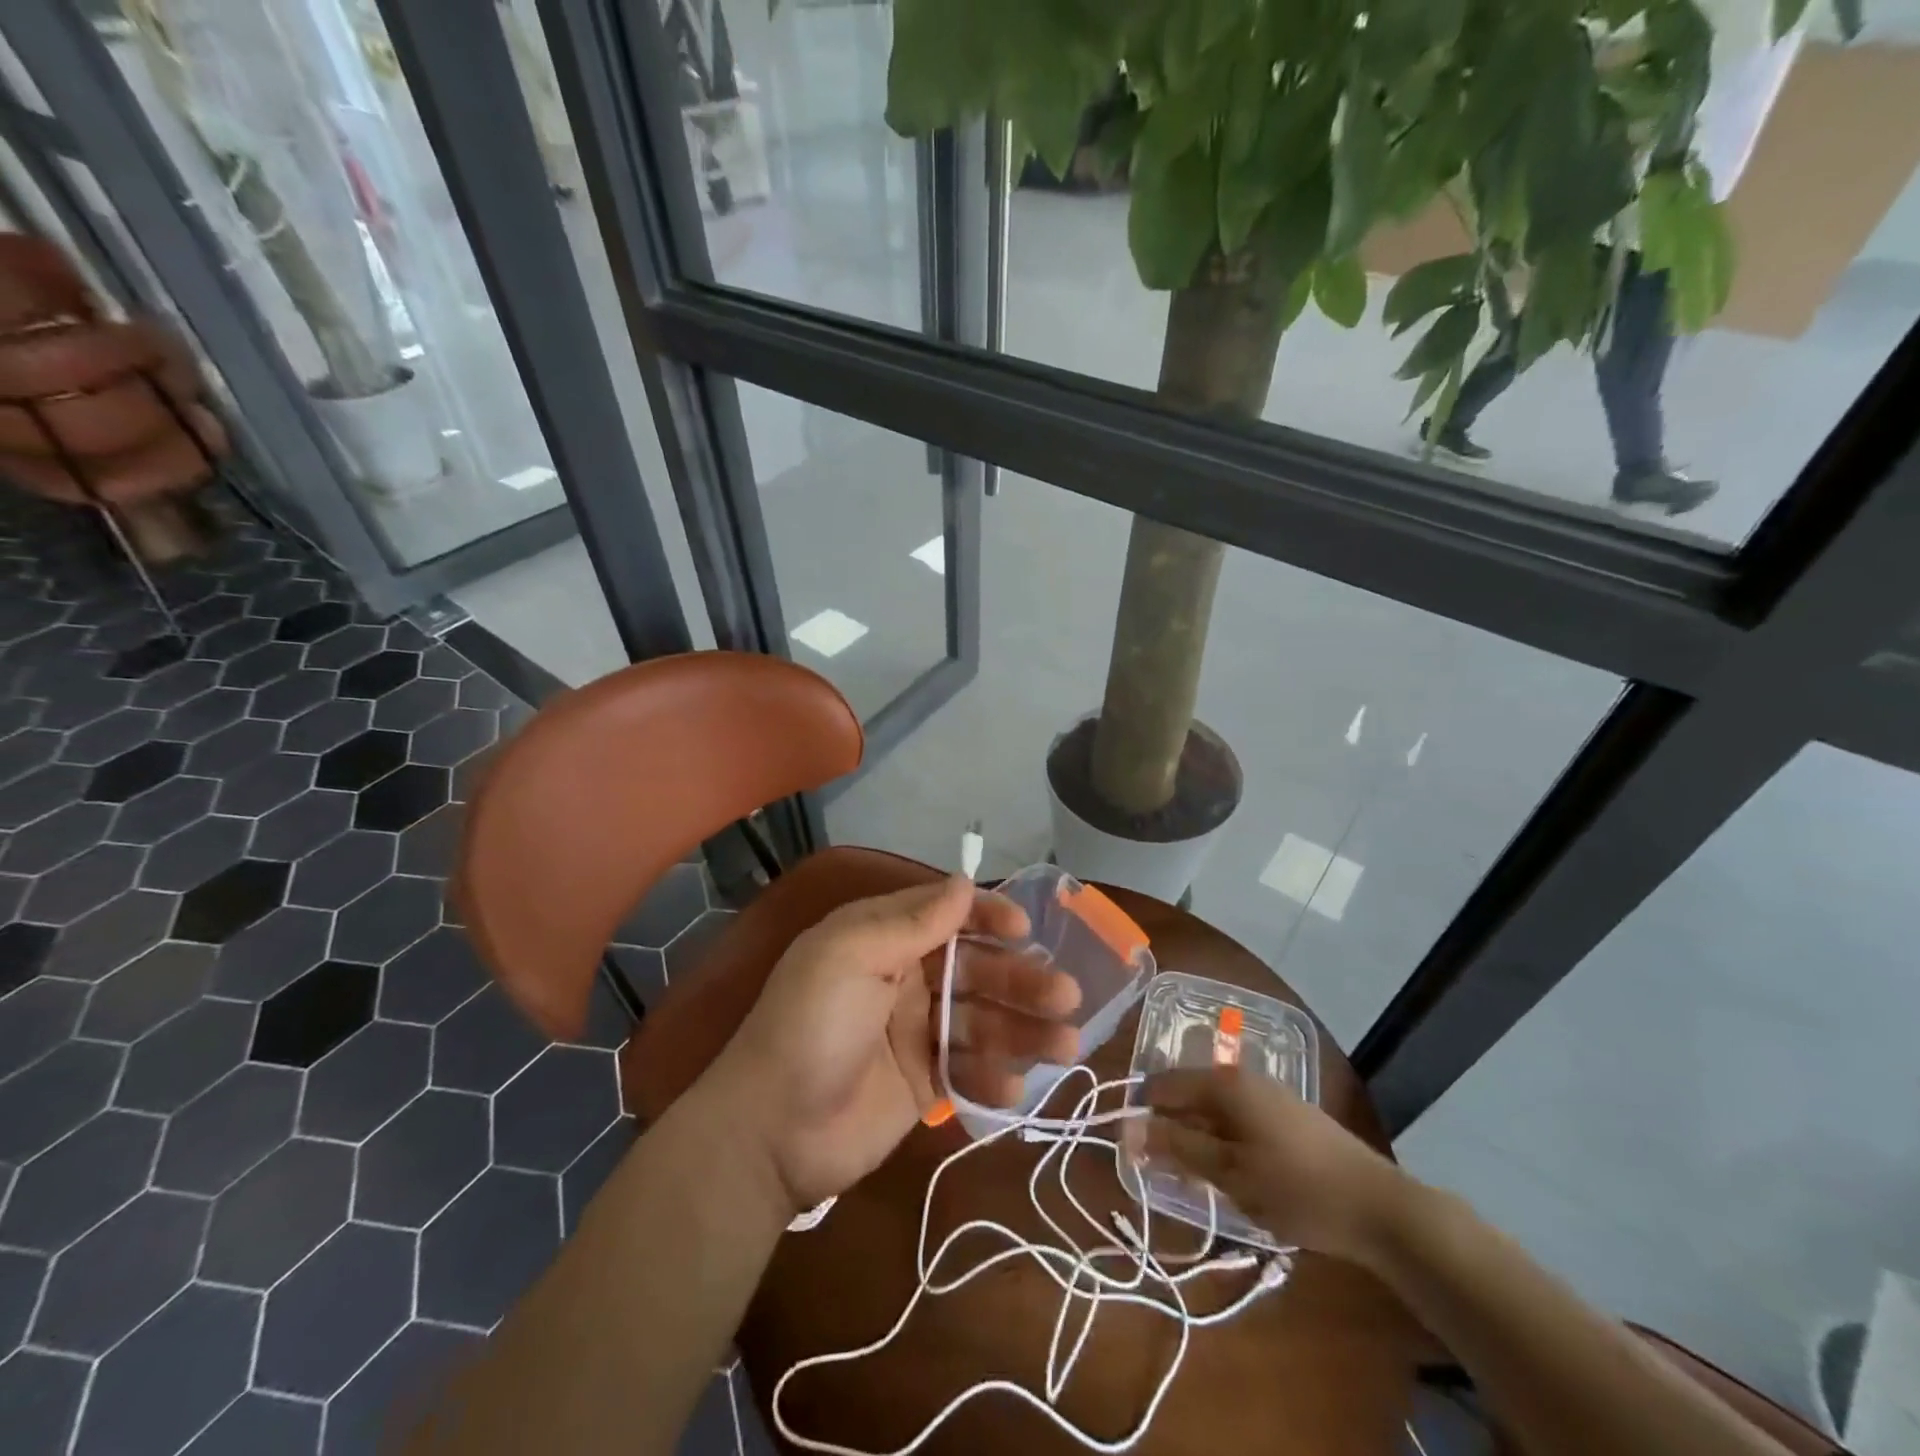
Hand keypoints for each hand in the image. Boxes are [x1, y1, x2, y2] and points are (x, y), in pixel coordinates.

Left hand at [711, 877, 1080, 1211]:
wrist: (770, 1133)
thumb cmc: (810, 1027)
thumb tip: (964, 881)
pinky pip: (969, 1069)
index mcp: (882, 939)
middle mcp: (904, 979)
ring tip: (1066, 1045)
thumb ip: (912, 922)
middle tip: (1066, 996)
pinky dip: (994, 1076)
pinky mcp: (922, 1082)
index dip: (987, 918)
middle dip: (1020, 981)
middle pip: (975, 970)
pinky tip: (1015, 1088)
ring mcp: (915, 1033)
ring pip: (982, 1021)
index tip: (1024, 931)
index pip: (946, 915)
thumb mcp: (851, 957)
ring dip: (1023, 1030)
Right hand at [1137, 1067, 1413, 1264]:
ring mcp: (1267, 1094)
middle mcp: (1242, 1077)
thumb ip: (1178, 1146)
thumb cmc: (1296, 1188)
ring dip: (1197, 1140)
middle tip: (1164, 1174)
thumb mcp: (1229, 1173)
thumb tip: (1130, 1127)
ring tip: (1196, 1180)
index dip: (1142, 1114)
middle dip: (1170, 1130)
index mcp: (1224, 1083)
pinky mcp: (1286, 1116)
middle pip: (1188, 1095)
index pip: (1163, 1085)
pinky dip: (1223, 1143)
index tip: (1132, 1152)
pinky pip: (1237, 1121)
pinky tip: (1230, 1175)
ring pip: (1213, 1111)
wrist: (1379, 1207)